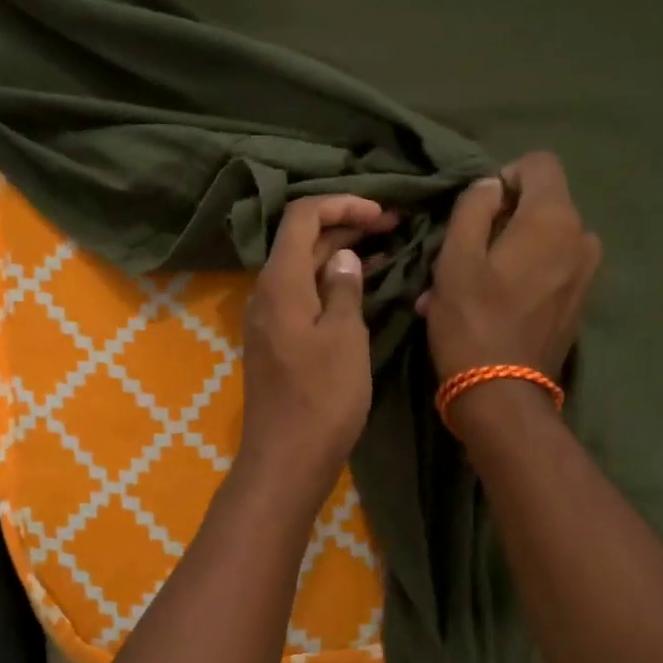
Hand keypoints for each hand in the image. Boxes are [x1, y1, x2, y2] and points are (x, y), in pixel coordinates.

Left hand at [238, 195, 397, 497]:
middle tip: (395, 226)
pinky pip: (303, 296)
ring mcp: (270, 318)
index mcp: (280, 282)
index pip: (302, 216)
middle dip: (346, 226)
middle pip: (302, 241)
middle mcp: (267, 292)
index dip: (341, 204)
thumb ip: (344, 288)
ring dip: (340, 255)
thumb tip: (343, 258)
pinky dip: (332, 283)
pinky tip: (362, 286)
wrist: (286, 458)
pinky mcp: (278, 341)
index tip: (381, 213)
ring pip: (304, 269)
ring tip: (387, 249)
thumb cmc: (322, 397)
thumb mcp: (345, 337)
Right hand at [419, 150, 600, 394]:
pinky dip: (518, 277)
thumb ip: (473, 208)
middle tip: (460, 256)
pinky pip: (548, 271)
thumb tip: (490, 185)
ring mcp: (585, 274)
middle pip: (540, 204)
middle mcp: (581, 238)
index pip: (539, 163)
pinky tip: (487, 307)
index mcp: (553, 219)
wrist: (502, 396)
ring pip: (541, 241)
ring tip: (467, 287)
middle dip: (500, 221)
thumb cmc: (472, 322)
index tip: (476, 212)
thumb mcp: (456, 258)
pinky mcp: (578, 303)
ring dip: (504, 252)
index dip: (503, 176)